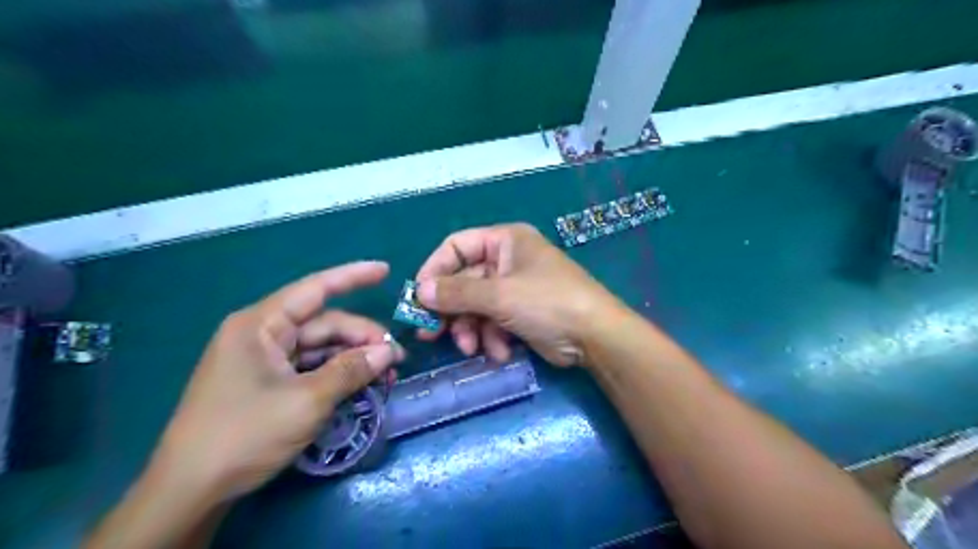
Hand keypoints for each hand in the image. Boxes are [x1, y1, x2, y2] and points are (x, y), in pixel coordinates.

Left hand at [152, 264, 404, 499]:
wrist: (190, 491)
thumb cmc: (245, 434)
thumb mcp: (307, 401)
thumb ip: (351, 370)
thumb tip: (389, 351)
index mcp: (261, 325)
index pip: (315, 289)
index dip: (352, 277)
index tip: (385, 270)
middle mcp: (262, 335)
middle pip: (324, 325)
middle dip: (361, 337)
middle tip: (395, 359)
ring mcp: (264, 360)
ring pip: (320, 348)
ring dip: (353, 358)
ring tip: (385, 374)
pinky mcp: (268, 382)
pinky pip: (310, 367)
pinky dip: (336, 374)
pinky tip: (360, 384)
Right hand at [416, 220, 620, 365]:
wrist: (595, 337)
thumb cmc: (547, 302)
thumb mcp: (499, 295)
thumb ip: (457, 292)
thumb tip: (419, 291)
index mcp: (504, 241)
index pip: (456, 246)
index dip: (434, 270)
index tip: (418, 298)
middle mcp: (507, 260)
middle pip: (464, 280)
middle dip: (451, 309)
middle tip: (429, 333)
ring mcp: (514, 288)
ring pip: (476, 306)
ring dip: (471, 329)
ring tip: (472, 348)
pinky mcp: (520, 314)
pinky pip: (493, 322)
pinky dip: (493, 338)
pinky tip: (501, 352)